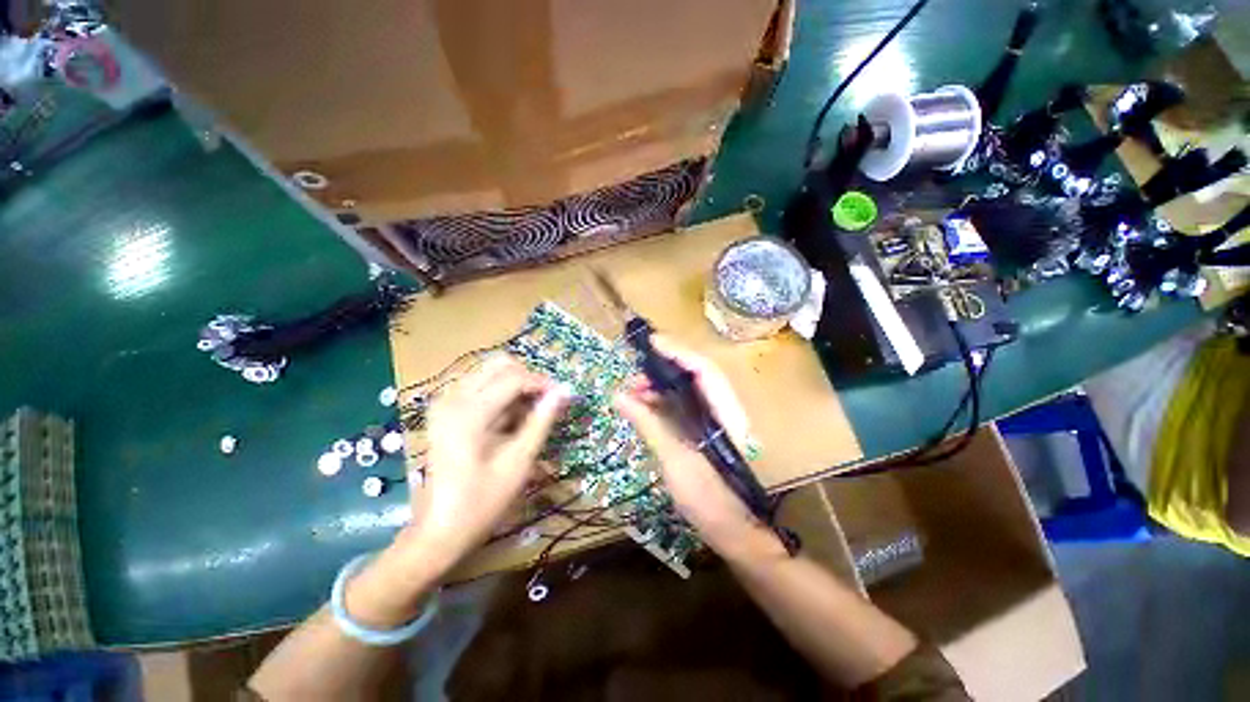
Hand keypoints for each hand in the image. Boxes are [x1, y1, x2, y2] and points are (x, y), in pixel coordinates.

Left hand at [401, 355, 569, 573]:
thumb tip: (563, 391)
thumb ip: (541, 421)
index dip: (543, 384)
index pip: (515, 377)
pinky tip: (509, 418)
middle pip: (500, 365)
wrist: (439, 530)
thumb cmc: (483, 501)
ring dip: (515, 385)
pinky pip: (480, 385)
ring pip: (490, 372)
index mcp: (469, 412)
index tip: (563, 397)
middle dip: (528, 378)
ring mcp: (445, 402)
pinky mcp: (444, 410)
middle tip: (545, 403)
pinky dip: (501, 393)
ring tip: (529, 413)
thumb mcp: (519, 461)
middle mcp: (453, 398)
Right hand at [613, 336, 782, 559]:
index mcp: (726, 414)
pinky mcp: (707, 431)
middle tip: (634, 378)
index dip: (678, 352)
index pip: (703, 370)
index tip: (652, 342)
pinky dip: (664, 403)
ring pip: (689, 391)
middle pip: (696, 376)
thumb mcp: (675, 461)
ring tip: (634, 393)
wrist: (735, 533)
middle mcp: (725, 410)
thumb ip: (649, 424)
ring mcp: (717, 420)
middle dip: (664, 370)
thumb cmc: (710, 500)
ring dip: (661, 387)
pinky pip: (685, 407)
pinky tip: (645, 407)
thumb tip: (619, 396)